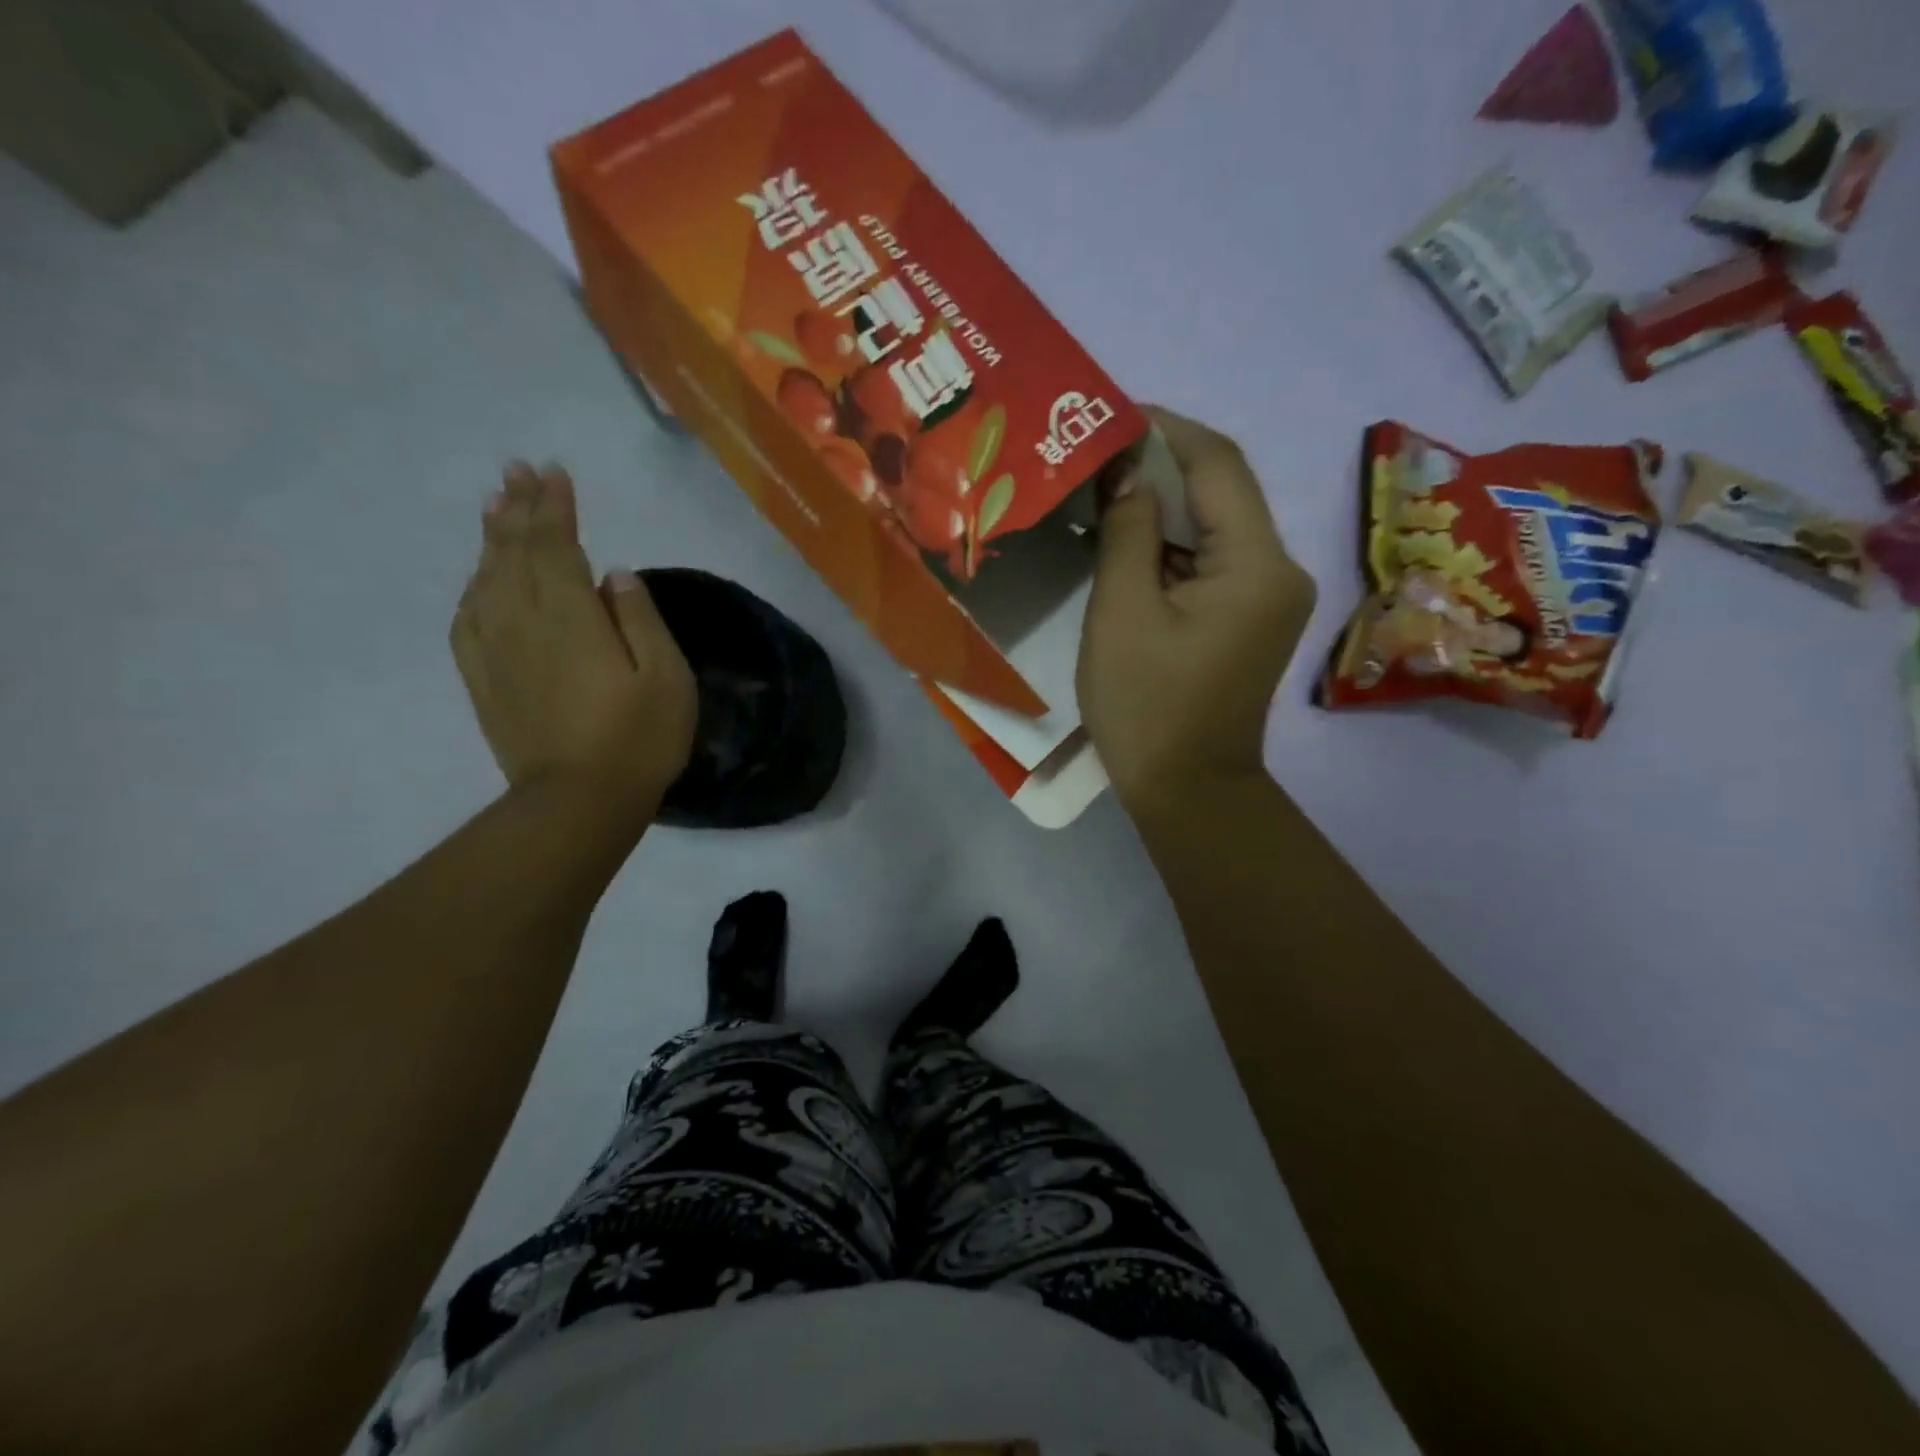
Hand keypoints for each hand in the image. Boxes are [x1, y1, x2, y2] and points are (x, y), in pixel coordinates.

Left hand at [451, 463, 695, 824]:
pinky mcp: (484, 680)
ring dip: (492, 540)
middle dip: (518, 509)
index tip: (554, 473)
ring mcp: (497, 651)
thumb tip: (613, 574)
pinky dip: (473, 588)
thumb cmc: (638, 738)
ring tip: (495, 507)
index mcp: (571, 616)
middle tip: (517, 472)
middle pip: (514, 553)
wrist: (577, 802)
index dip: (554, 507)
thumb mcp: (666, 677)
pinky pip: (468, 619)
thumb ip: (640, 619)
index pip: (557, 545)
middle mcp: (524, 621)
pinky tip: (479, 580)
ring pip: (486, 579)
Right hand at [1077, 408, 1314, 814]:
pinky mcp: (1253, 616)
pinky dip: (1172, 544)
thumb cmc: (1146, 707)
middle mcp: (1279, 568)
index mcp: (1256, 564)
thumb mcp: (1122, 614)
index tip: (1112, 414)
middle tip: (1097, 452)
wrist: (1188, 790)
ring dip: (1164, 505)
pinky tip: (1127, 539)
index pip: (1218, 464)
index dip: (1167, 429)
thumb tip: (1127, 470)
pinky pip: (1213, 560)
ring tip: (1103, 489)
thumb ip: (1126, 532)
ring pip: (1216, 525)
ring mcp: (1271, 595)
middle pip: (1222, 491)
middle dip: (1162, 465)